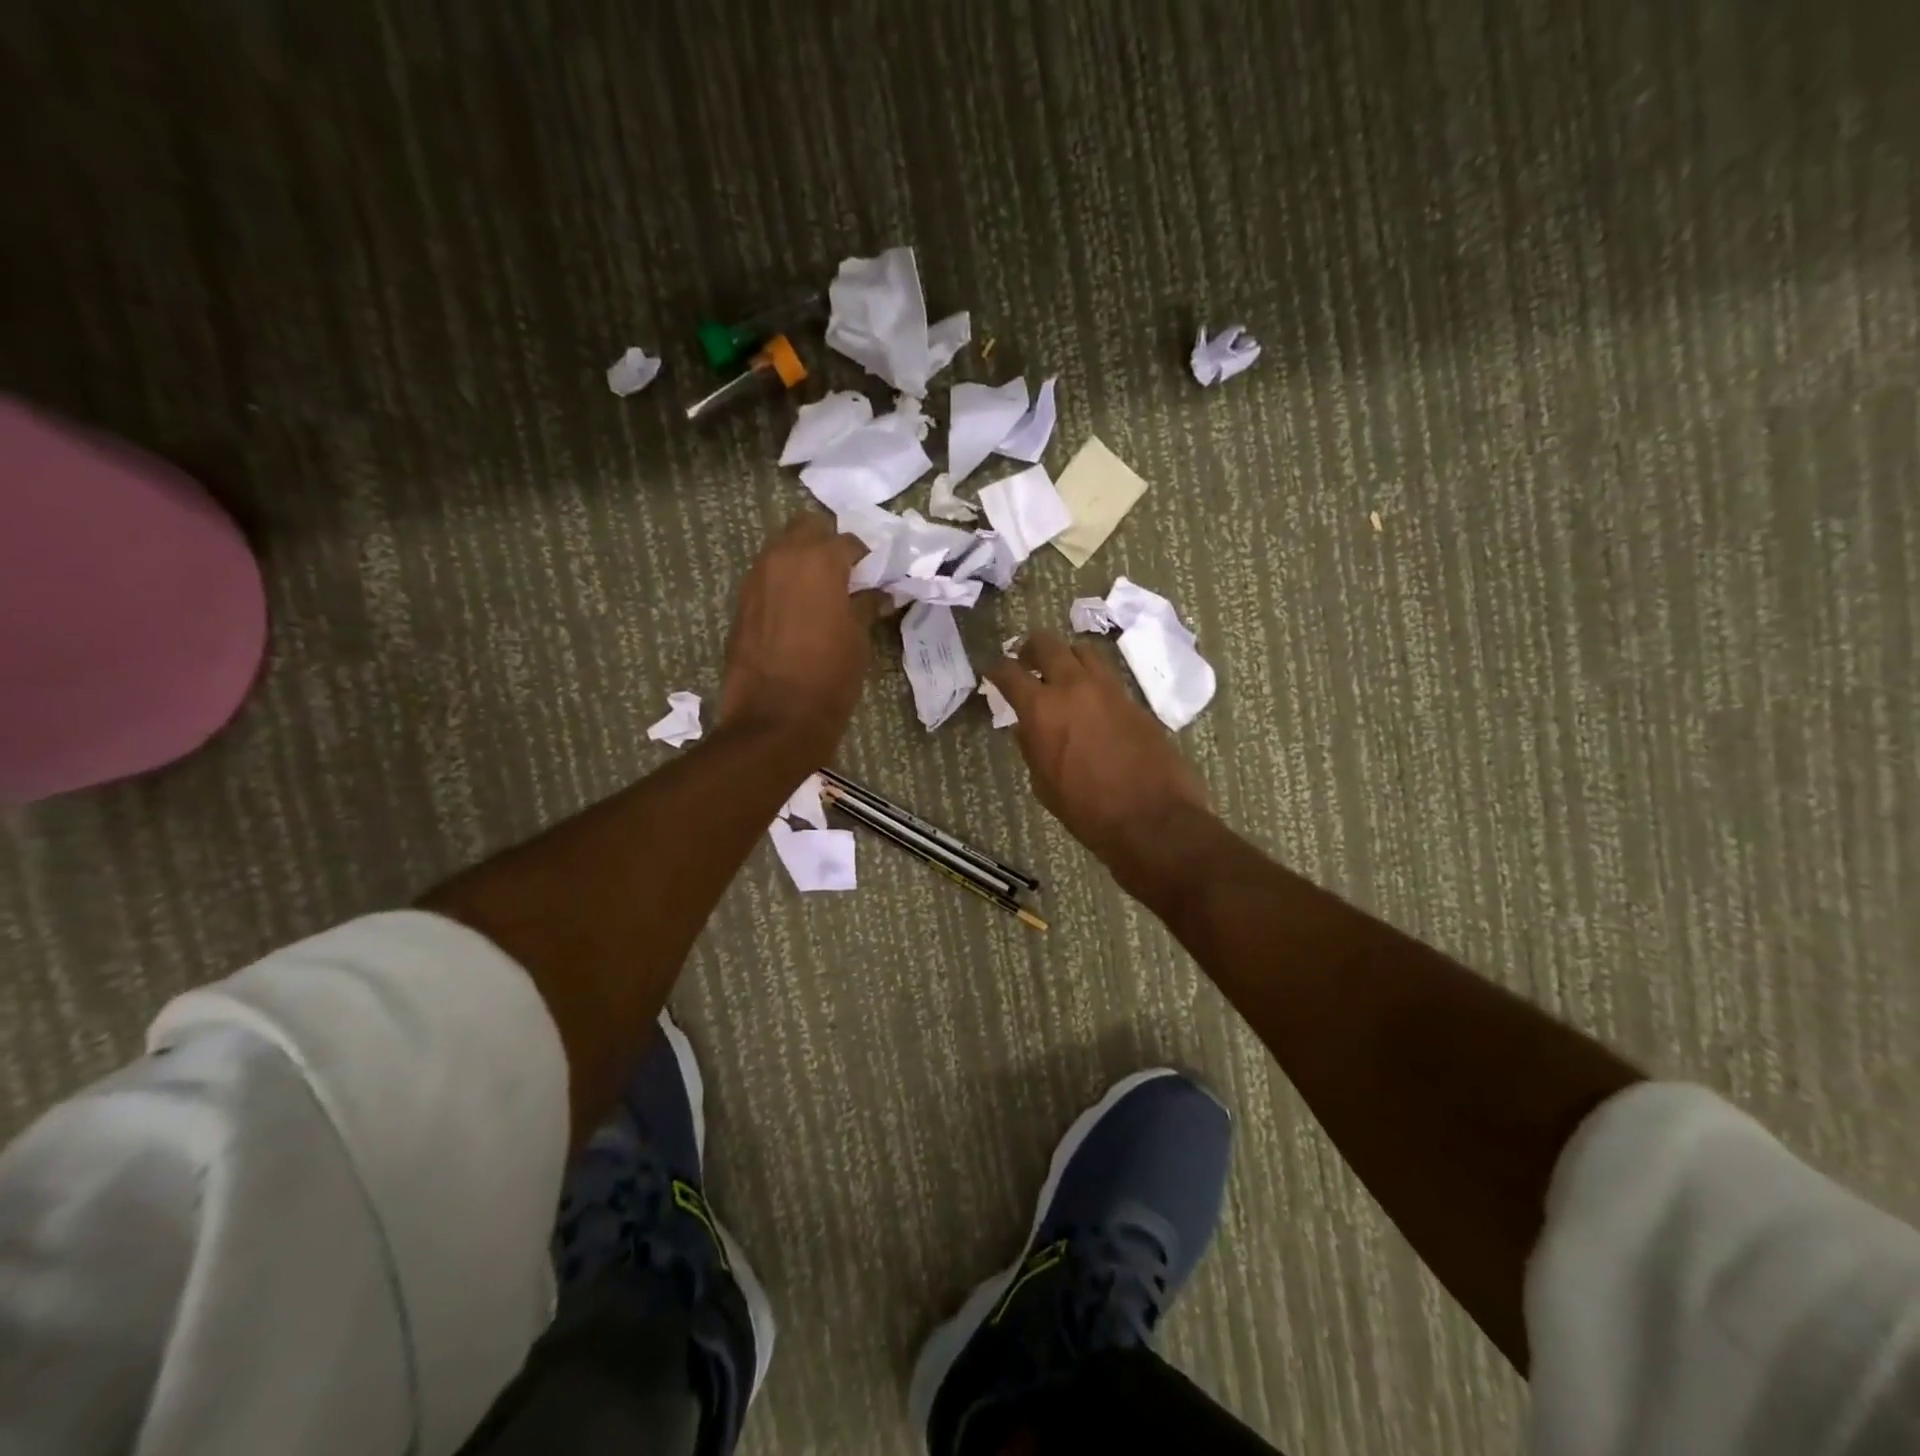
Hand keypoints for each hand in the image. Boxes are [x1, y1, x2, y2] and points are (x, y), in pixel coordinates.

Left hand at [720, 512, 881, 754]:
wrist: (775, 720)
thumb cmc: (829, 678)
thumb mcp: (858, 641)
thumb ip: (866, 607)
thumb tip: (879, 594)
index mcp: (819, 561)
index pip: (849, 542)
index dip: (866, 559)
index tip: (875, 577)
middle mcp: (782, 558)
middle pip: (806, 528)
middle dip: (827, 544)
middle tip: (845, 576)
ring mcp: (756, 578)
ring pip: (781, 550)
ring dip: (802, 562)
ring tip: (822, 595)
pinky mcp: (741, 603)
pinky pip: (767, 578)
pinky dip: (784, 584)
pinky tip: (798, 613)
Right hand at [985, 631, 1210, 877]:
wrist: (1151, 819)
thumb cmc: (1087, 811)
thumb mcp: (1044, 784)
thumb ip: (1032, 746)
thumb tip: (1027, 726)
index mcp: (1042, 710)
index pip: (1009, 672)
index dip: (995, 669)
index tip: (992, 672)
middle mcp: (1073, 687)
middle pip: (1047, 643)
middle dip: (1030, 649)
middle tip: (1026, 663)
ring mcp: (1108, 689)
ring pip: (1082, 650)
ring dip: (1066, 657)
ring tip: (1062, 676)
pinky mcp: (1134, 700)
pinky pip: (1107, 675)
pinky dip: (1092, 679)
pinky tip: (1090, 701)